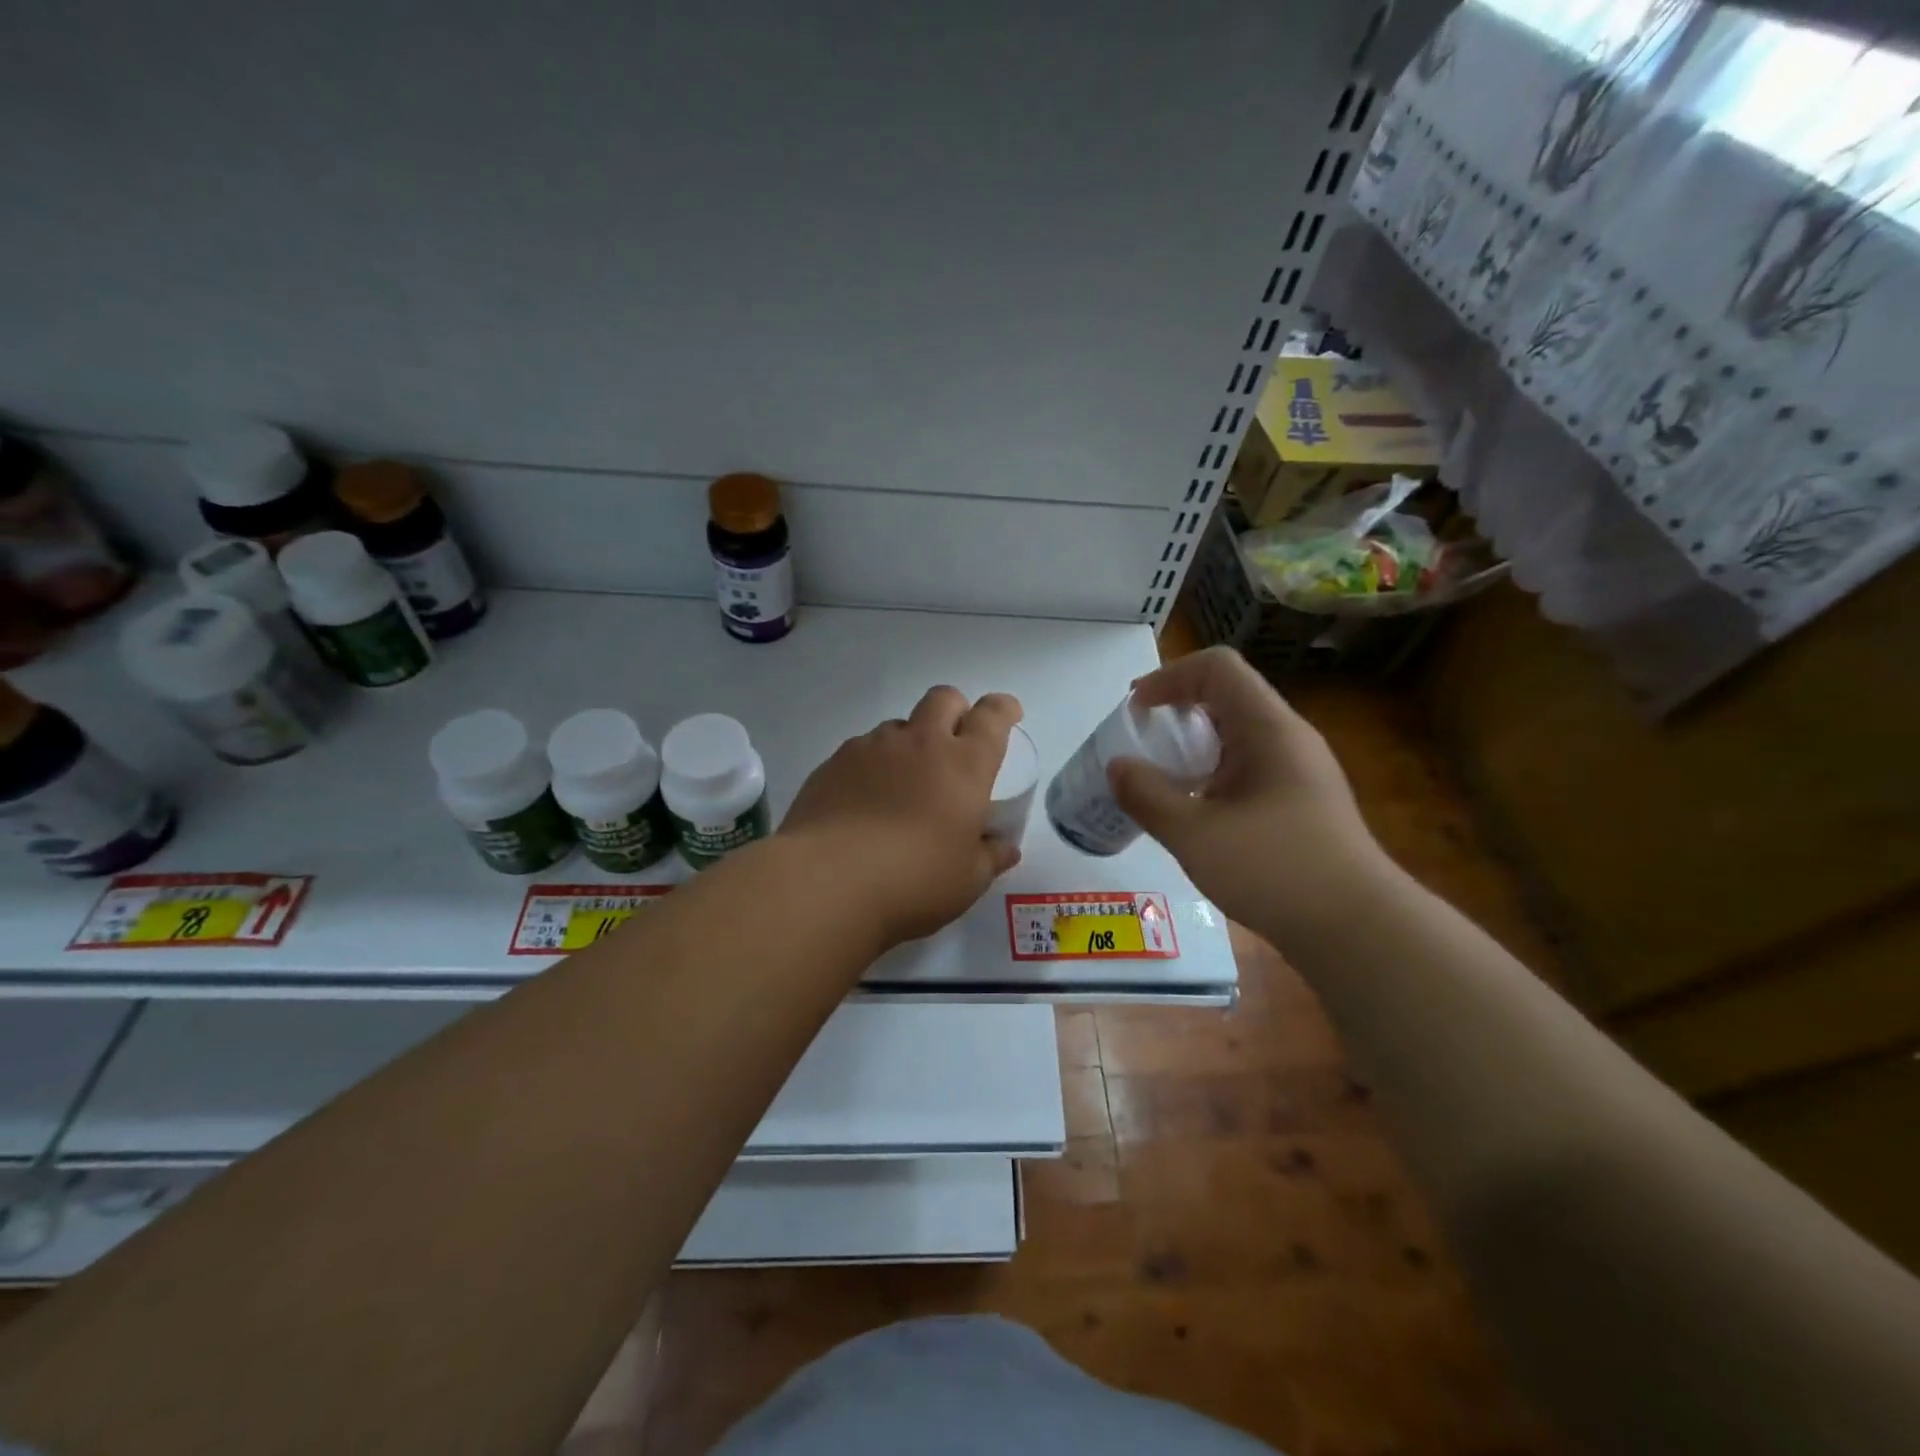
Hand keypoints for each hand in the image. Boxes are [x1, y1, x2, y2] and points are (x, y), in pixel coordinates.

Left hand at [781, 686, 1023, 947]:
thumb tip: (1005, 847)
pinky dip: (873, 765)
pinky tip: (864, 800)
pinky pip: (862, 750)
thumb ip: (990, 857)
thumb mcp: (967, 880)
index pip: (992, 716)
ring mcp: (872, 747)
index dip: (1004, 709)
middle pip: (943, 699)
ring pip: (899, 725)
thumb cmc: (915, 880)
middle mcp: (920, 743)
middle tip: (956, 740)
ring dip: (910, 741)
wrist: (828, 881)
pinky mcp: (834, 762)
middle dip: (956, 710)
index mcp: (964, 764)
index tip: (1008, 713)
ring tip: (904, 782)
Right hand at [1107, 647, 1391, 939]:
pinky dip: (1211, 772)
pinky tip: (1194, 811)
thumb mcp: (1196, 835)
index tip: (1136, 709)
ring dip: (1193, 744)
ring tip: (1159, 777)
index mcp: (1269, 729)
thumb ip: (1148, 796)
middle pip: (1227, 696)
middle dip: (1176, 709)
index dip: (1170, 676)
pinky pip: (1247, 766)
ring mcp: (1298, 771)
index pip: (1218, 668)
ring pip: (1237, 734)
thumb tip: (1117, 767)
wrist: (1358, 930)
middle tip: (1140, 741)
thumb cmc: (1276, 871)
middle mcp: (1288, 738)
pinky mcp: (1300, 802)